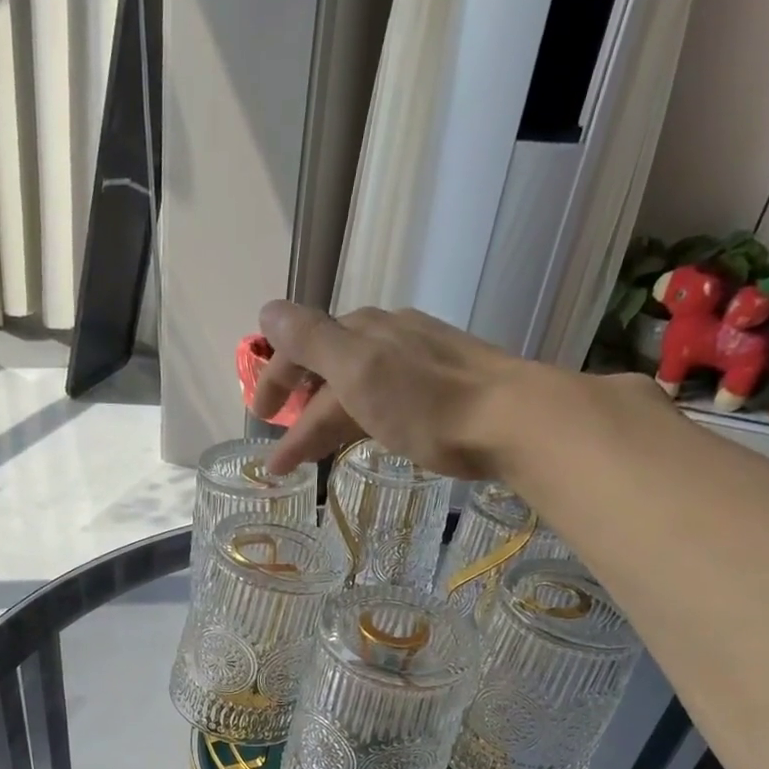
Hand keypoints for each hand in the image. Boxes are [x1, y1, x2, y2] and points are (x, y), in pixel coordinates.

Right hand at [251, 301, 530, 479]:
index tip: (259, 421)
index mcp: (363, 331)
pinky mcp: (439, 388)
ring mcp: (416, 361)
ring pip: (356, 389)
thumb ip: (312, 340)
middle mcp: (387, 337)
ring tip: (311, 458)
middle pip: (328, 373)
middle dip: (299, 413)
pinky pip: (382, 401)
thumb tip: (267, 310)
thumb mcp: (359, 370)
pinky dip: (359, 421)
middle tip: (282, 457)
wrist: (509, 420)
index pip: (302, 349)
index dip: (274, 382)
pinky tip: (364, 436)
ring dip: (326, 422)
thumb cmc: (427, 402)